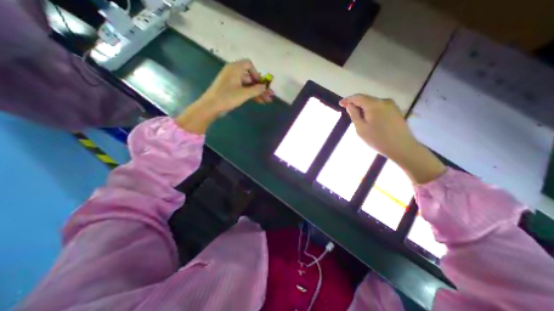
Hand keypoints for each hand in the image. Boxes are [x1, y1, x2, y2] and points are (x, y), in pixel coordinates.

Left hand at [175, 59, 274, 134]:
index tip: (261, 83)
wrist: (211, 106)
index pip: (249, 64)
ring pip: (248, 85)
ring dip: (257, 92)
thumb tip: (265, 87)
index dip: (257, 73)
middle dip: (260, 86)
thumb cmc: (227, 97)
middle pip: (250, 77)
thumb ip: (256, 90)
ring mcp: (231, 81)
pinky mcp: (230, 90)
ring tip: (267, 101)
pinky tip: (259, 101)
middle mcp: (233, 72)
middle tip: (269, 95)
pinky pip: (243, 89)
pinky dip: (251, 95)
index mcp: (235, 68)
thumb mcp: (244, 93)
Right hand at [337, 94, 415, 158]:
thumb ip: (354, 115)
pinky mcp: (396, 111)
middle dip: (356, 103)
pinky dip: (371, 110)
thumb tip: (350, 106)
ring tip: (358, 116)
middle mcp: (384, 101)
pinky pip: (380, 107)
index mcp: (374, 104)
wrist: (402, 147)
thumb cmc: (378, 139)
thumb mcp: (361, 128)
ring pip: (373, 103)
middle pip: (366, 99)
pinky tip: (369, 118)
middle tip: (347, 110)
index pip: (358, 97)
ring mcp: (392, 105)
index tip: (340, 103)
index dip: (348, 99)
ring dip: (364, 107)